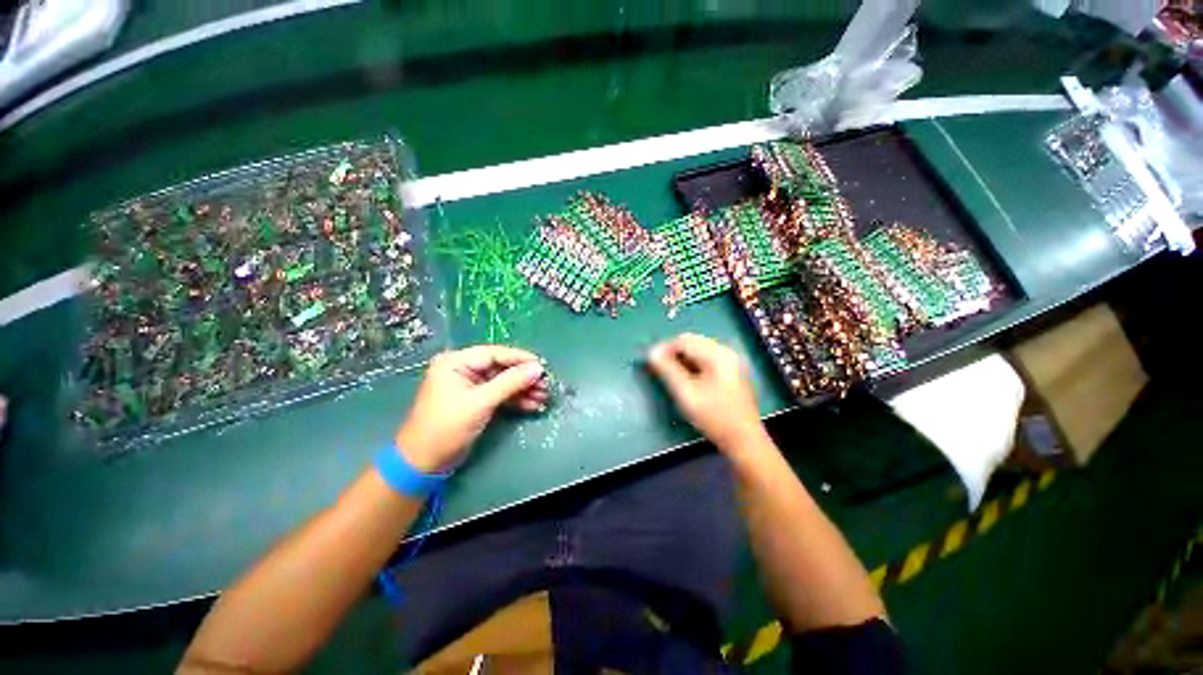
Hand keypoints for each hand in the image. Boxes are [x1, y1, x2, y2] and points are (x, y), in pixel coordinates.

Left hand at [395, 346, 546, 472]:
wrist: (424, 463)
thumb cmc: (447, 427)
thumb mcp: (480, 402)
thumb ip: (510, 382)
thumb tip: (538, 368)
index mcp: (456, 362)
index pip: (495, 354)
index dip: (520, 359)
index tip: (542, 366)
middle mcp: (464, 370)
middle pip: (501, 368)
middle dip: (524, 377)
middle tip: (546, 385)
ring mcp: (471, 386)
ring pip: (504, 382)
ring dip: (524, 390)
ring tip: (544, 397)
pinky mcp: (477, 401)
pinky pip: (501, 395)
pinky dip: (516, 400)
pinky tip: (533, 405)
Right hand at [647, 333, 767, 451]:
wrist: (744, 440)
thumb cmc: (714, 417)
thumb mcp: (686, 394)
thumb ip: (667, 371)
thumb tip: (652, 353)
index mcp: (718, 355)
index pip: (685, 340)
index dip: (664, 348)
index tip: (650, 361)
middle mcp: (726, 352)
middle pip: (693, 342)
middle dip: (673, 352)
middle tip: (658, 367)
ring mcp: (731, 361)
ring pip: (699, 350)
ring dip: (682, 358)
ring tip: (670, 374)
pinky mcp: (731, 371)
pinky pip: (707, 359)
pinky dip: (693, 364)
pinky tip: (686, 378)